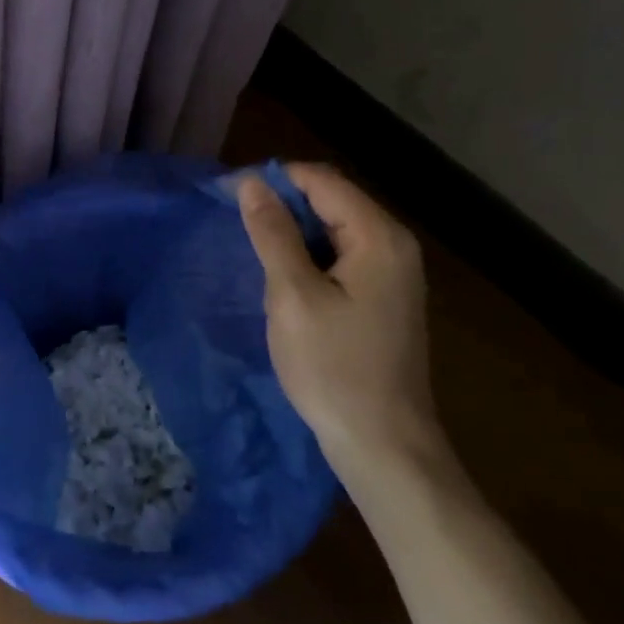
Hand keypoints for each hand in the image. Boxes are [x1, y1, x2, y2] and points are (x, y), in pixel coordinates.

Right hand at [237, 164, 444, 478]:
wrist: (382, 443)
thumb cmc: (334, 367)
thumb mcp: (293, 295)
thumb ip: (273, 233)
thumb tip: (252, 182)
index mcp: (378, 237)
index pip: (321, 180)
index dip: (274, 179)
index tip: (229, 196)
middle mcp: (394, 245)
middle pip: (332, 201)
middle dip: (282, 206)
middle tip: (237, 228)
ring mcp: (394, 273)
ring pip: (334, 230)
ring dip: (293, 234)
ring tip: (253, 252)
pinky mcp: (384, 298)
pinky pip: (342, 257)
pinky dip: (310, 257)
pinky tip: (283, 280)